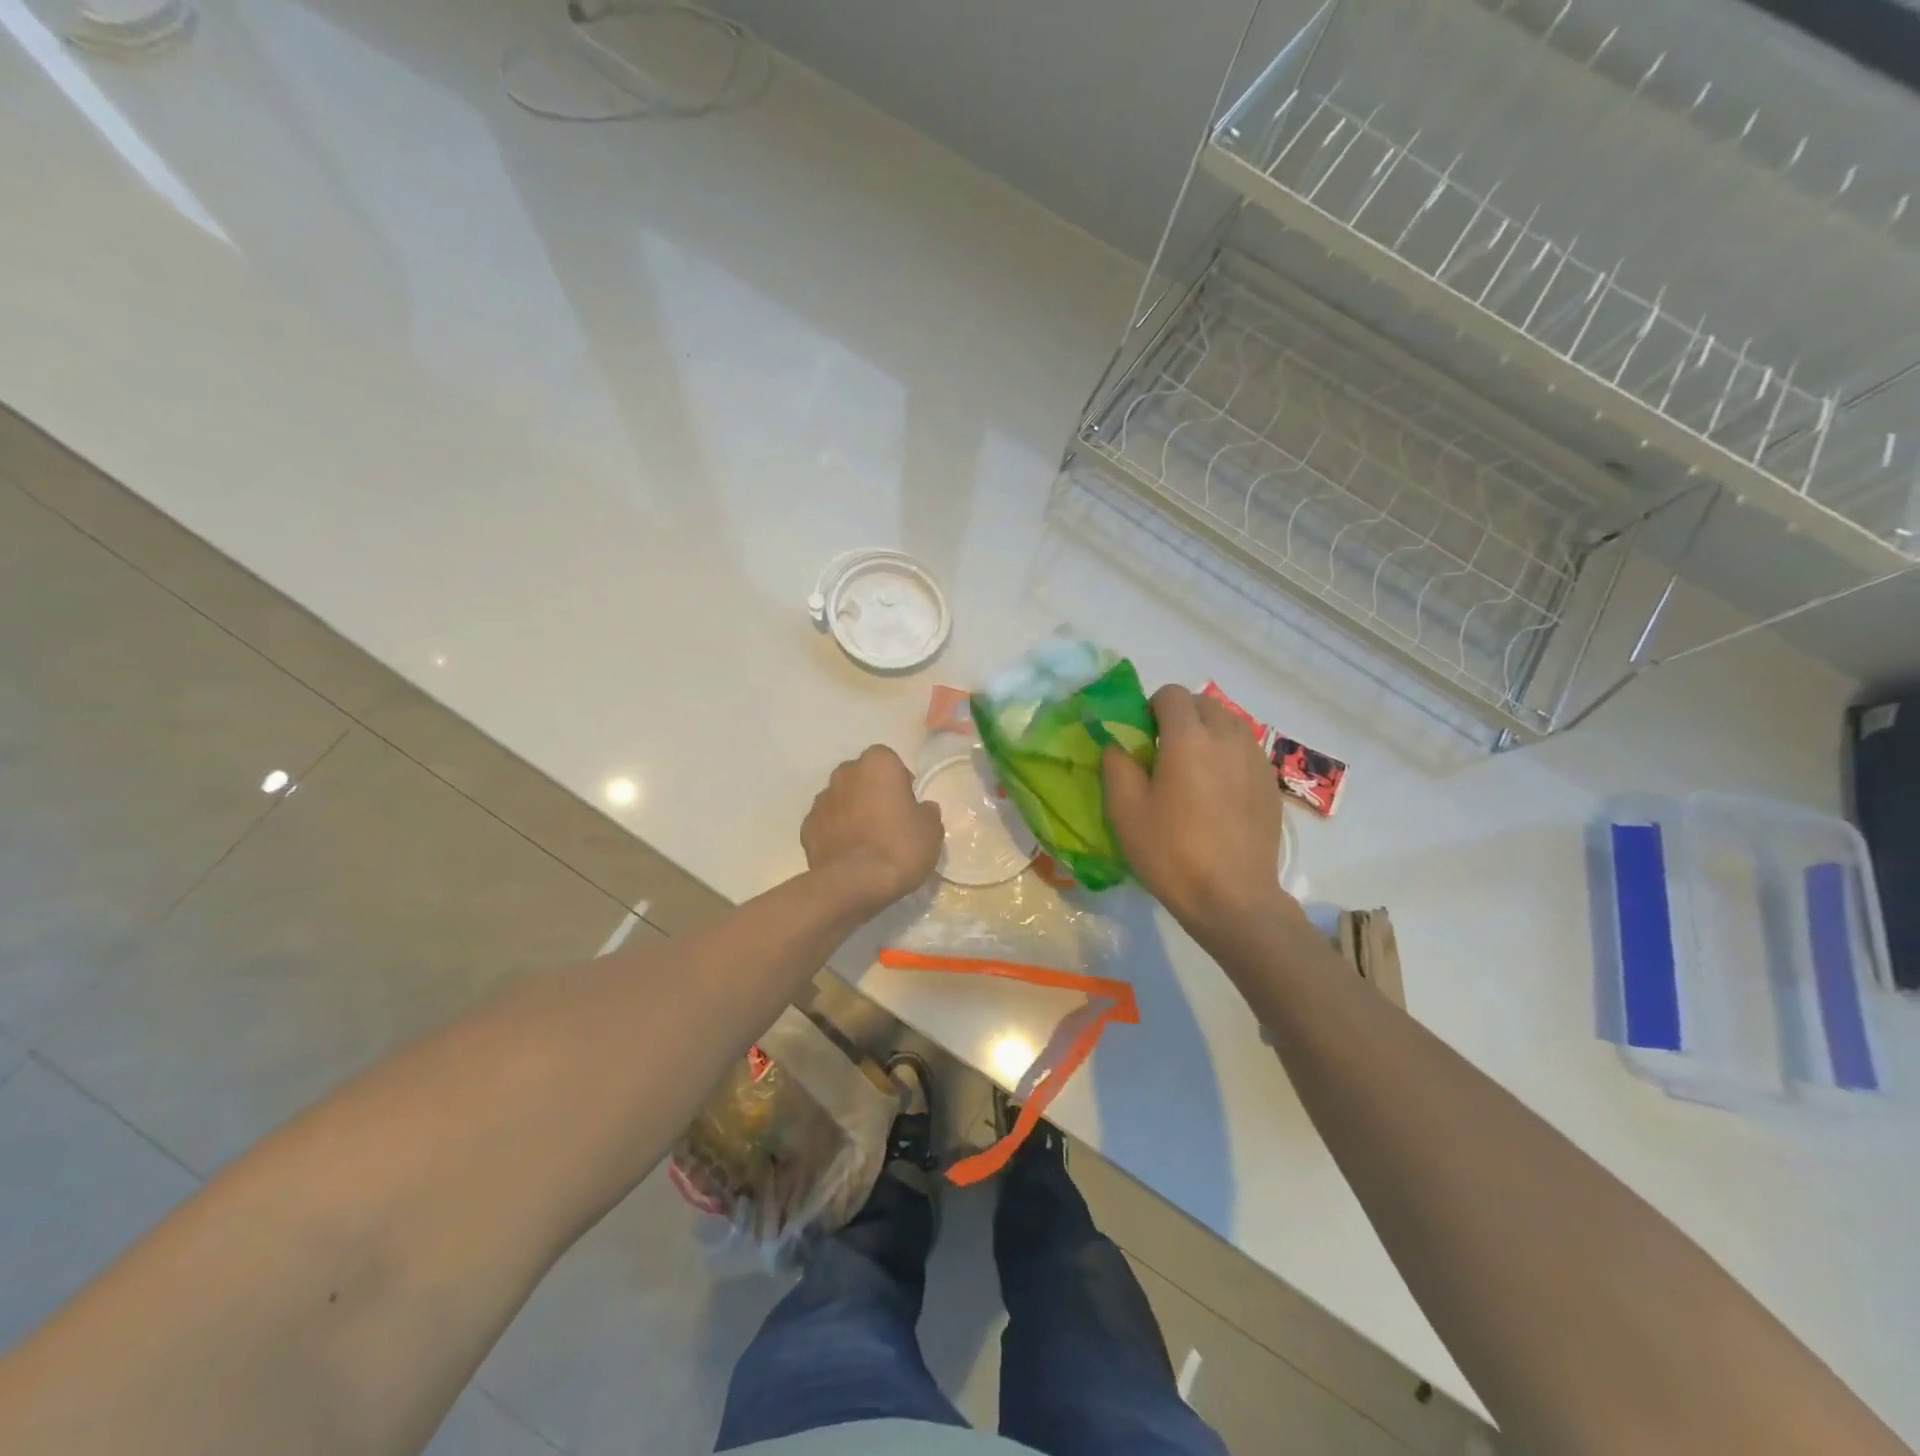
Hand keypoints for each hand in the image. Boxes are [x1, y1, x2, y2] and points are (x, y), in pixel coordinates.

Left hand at [802, 746, 943, 914]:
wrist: (853, 884)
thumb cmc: (899, 848)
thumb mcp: (931, 831)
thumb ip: (927, 813)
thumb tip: (922, 809)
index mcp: (877, 764)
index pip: (889, 761)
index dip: (899, 781)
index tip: (907, 804)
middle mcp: (844, 773)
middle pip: (861, 777)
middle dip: (872, 792)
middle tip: (888, 820)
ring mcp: (821, 800)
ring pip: (842, 799)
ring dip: (852, 811)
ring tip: (867, 841)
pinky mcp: (806, 827)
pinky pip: (827, 823)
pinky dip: (836, 832)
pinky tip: (848, 854)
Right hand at [1103, 684, 1297, 942]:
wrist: (1232, 898)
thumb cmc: (1171, 853)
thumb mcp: (1125, 810)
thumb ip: (1116, 764)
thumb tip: (1119, 744)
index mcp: (1188, 738)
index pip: (1171, 694)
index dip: (1151, 708)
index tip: (1142, 739)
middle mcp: (1227, 738)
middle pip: (1203, 704)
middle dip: (1180, 717)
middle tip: (1164, 755)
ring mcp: (1255, 760)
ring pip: (1229, 724)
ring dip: (1207, 734)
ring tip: (1193, 773)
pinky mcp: (1270, 783)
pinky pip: (1245, 751)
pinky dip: (1228, 756)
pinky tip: (1218, 794)